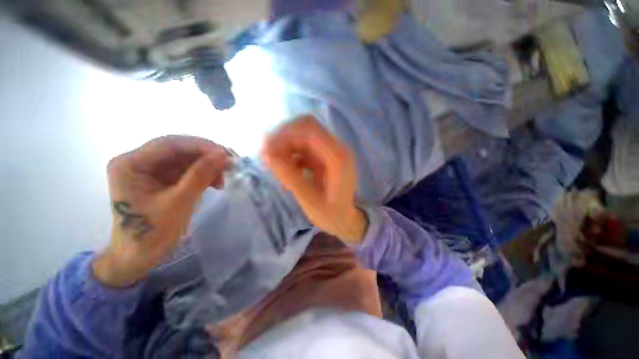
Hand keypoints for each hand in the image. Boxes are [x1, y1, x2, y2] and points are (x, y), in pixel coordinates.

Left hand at [93, 135, 229, 286]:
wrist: (140, 256)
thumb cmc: (151, 233)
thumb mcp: (178, 203)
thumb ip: (200, 176)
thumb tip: (223, 154)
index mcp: (129, 164)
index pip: (169, 144)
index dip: (201, 146)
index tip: (226, 155)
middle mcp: (139, 161)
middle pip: (179, 149)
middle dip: (207, 156)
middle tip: (231, 164)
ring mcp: (151, 169)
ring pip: (187, 159)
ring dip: (209, 166)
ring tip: (224, 179)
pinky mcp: (163, 178)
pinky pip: (188, 169)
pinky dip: (205, 174)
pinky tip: (216, 183)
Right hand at [261, 115, 367, 243]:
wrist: (346, 220)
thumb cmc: (332, 215)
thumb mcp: (310, 202)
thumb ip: (291, 178)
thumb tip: (268, 156)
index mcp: (338, 158)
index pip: (310, 130)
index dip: (285, 135)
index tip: (266, 150)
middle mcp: (337, 149)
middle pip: (306, 128)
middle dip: (283, 138)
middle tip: (267, 156)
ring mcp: (331, 152)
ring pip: (303, 136)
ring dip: (286, 147)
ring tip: (275, 166)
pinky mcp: (325, 157)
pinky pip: (305, 148)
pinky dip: (292, 155)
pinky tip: (286, 170)